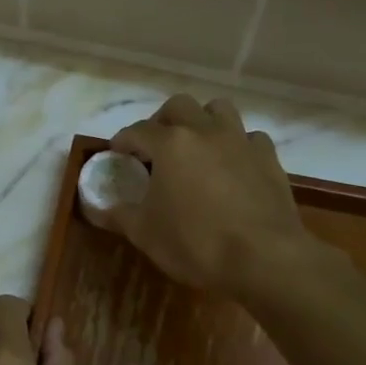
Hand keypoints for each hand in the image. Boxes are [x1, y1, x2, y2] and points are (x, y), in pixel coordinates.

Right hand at [105, 95, 315, 299]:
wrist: (264, 258)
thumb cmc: (195, 243)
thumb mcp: (145, 233)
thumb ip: (118, 215)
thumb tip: (97, 208)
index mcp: (171, 144)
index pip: (137, 131)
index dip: (123, 140)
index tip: (116, 153)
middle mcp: (205, 131)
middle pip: (179, 106)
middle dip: (162, 120)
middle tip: (155, 145)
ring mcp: (241, 142)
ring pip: (219, 110)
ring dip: (203, 120)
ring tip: (196, 145)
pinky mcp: (269, 159)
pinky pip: (250, 138)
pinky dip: (238, 145)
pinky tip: (233, 165)